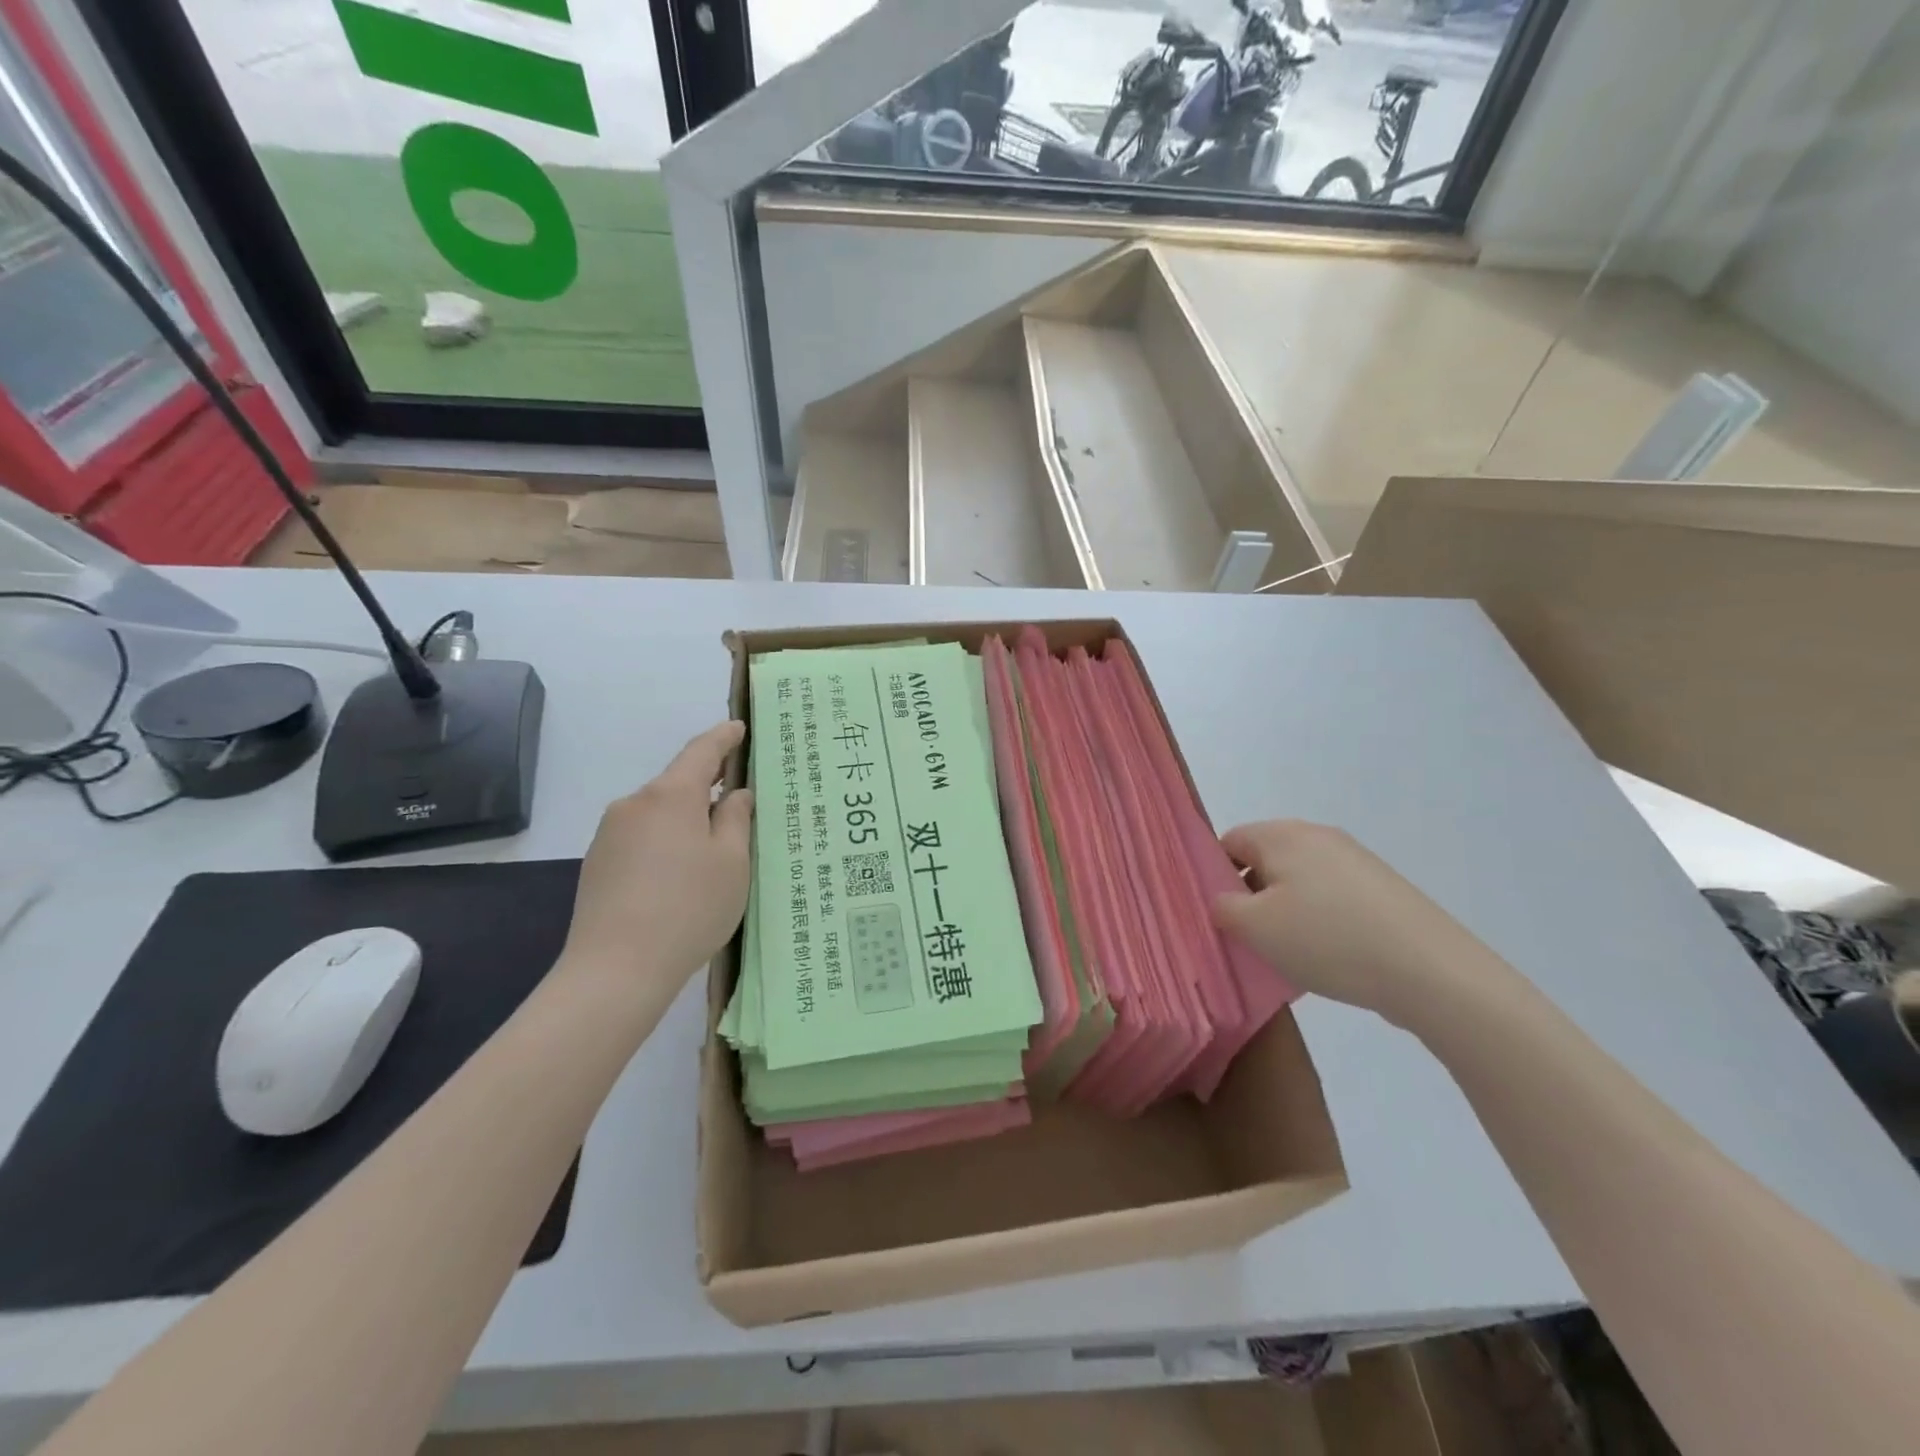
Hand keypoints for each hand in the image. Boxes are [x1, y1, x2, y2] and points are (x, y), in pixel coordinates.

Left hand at [561, 721, 753, 991]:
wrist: (615, 970)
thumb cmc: (689, 908)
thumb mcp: (732, 862)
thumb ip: (737, 819)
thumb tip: (734, 794)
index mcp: (671, 795)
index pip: (702, 750)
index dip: (723, 737)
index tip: (739, 728)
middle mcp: (635, 804)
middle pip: (678, 783)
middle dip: (708, 785)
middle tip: (740, 800)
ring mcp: (610, 833)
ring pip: (660, 812)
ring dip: (687, 818)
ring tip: (714, 849)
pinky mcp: (598, 862)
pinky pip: (642, 837)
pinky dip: (666, 842)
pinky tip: (680, 875)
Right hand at [1212, 820, 1496, 1025]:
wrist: (1431, 971)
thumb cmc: (1327, 939)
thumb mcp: (1254, 927)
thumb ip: (1222, 907)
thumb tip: (1223, 900)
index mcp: (1282, 834)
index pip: (1229, 841)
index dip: (1214, 876)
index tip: (1218, 915)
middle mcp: (1318, 836)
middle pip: (1265, 859)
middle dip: (1250, 896)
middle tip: (1248, 938)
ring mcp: (1356, 861)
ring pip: (1299, 881)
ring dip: (1285, 912)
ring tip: (1289, 953)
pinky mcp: (1383, 889)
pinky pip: (1332, 898)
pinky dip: (1320, 921)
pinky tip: (1329, 957)